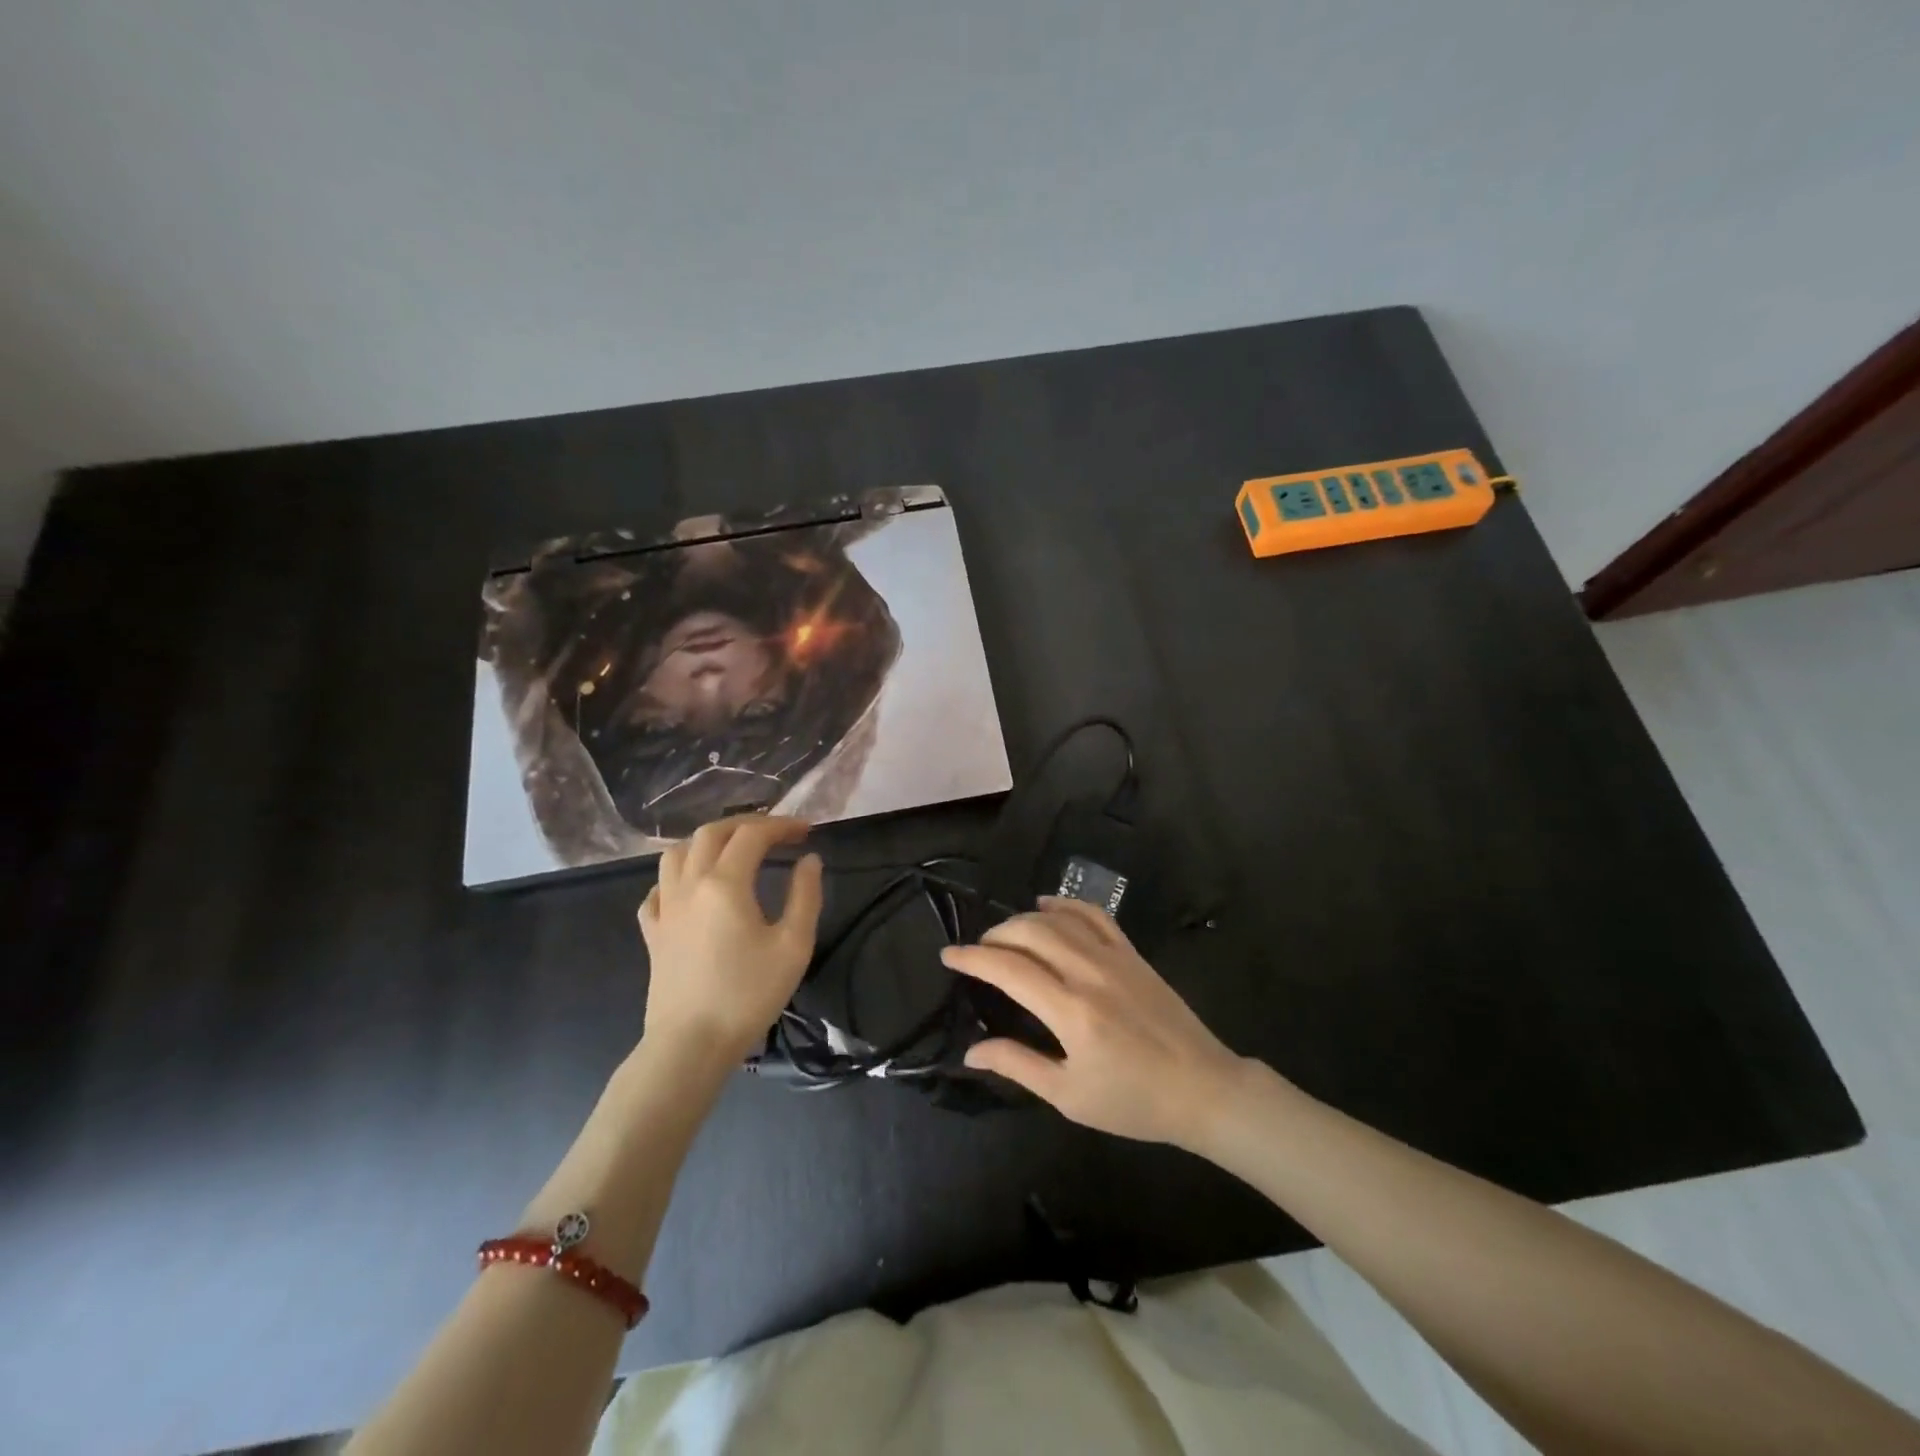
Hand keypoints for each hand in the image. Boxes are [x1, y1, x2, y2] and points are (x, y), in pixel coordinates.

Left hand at [638, 816, 823, 1065]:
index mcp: (725, 883)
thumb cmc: (748, 994)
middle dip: (746, 824)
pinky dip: (676, 877)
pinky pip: (658, 889)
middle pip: (712, 833)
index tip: (806, 832)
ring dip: (707, 841)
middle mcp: (690, 884)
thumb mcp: (793, 945)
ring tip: (732, 850)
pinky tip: (691, 889)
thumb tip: (810, 860)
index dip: (782, 826)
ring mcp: (665, 907)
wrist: (691, 1044)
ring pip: (677, 853)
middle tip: (774, 833)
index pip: (753, 835)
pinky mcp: (653, 932)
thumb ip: (805, 896)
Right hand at [940, 898, 1246, 1148]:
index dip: (973, 958)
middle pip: (1030, 933)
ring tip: (1005, 934)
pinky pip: (1095, 915)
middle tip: (978, 951)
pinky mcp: (1133, 954)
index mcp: (1071, 1011)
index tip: (949, 955)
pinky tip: (1047, 907)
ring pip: (1058, 920)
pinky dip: (1066, 905)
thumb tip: (972, 1051)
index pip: (1009, 969)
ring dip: (1024, 919)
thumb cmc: (1133, 1102)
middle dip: (995, 935)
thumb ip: (1018, 1065)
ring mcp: (1114, 958)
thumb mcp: (1069, 1096)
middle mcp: (1089, 973)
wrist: (1202, 1089)